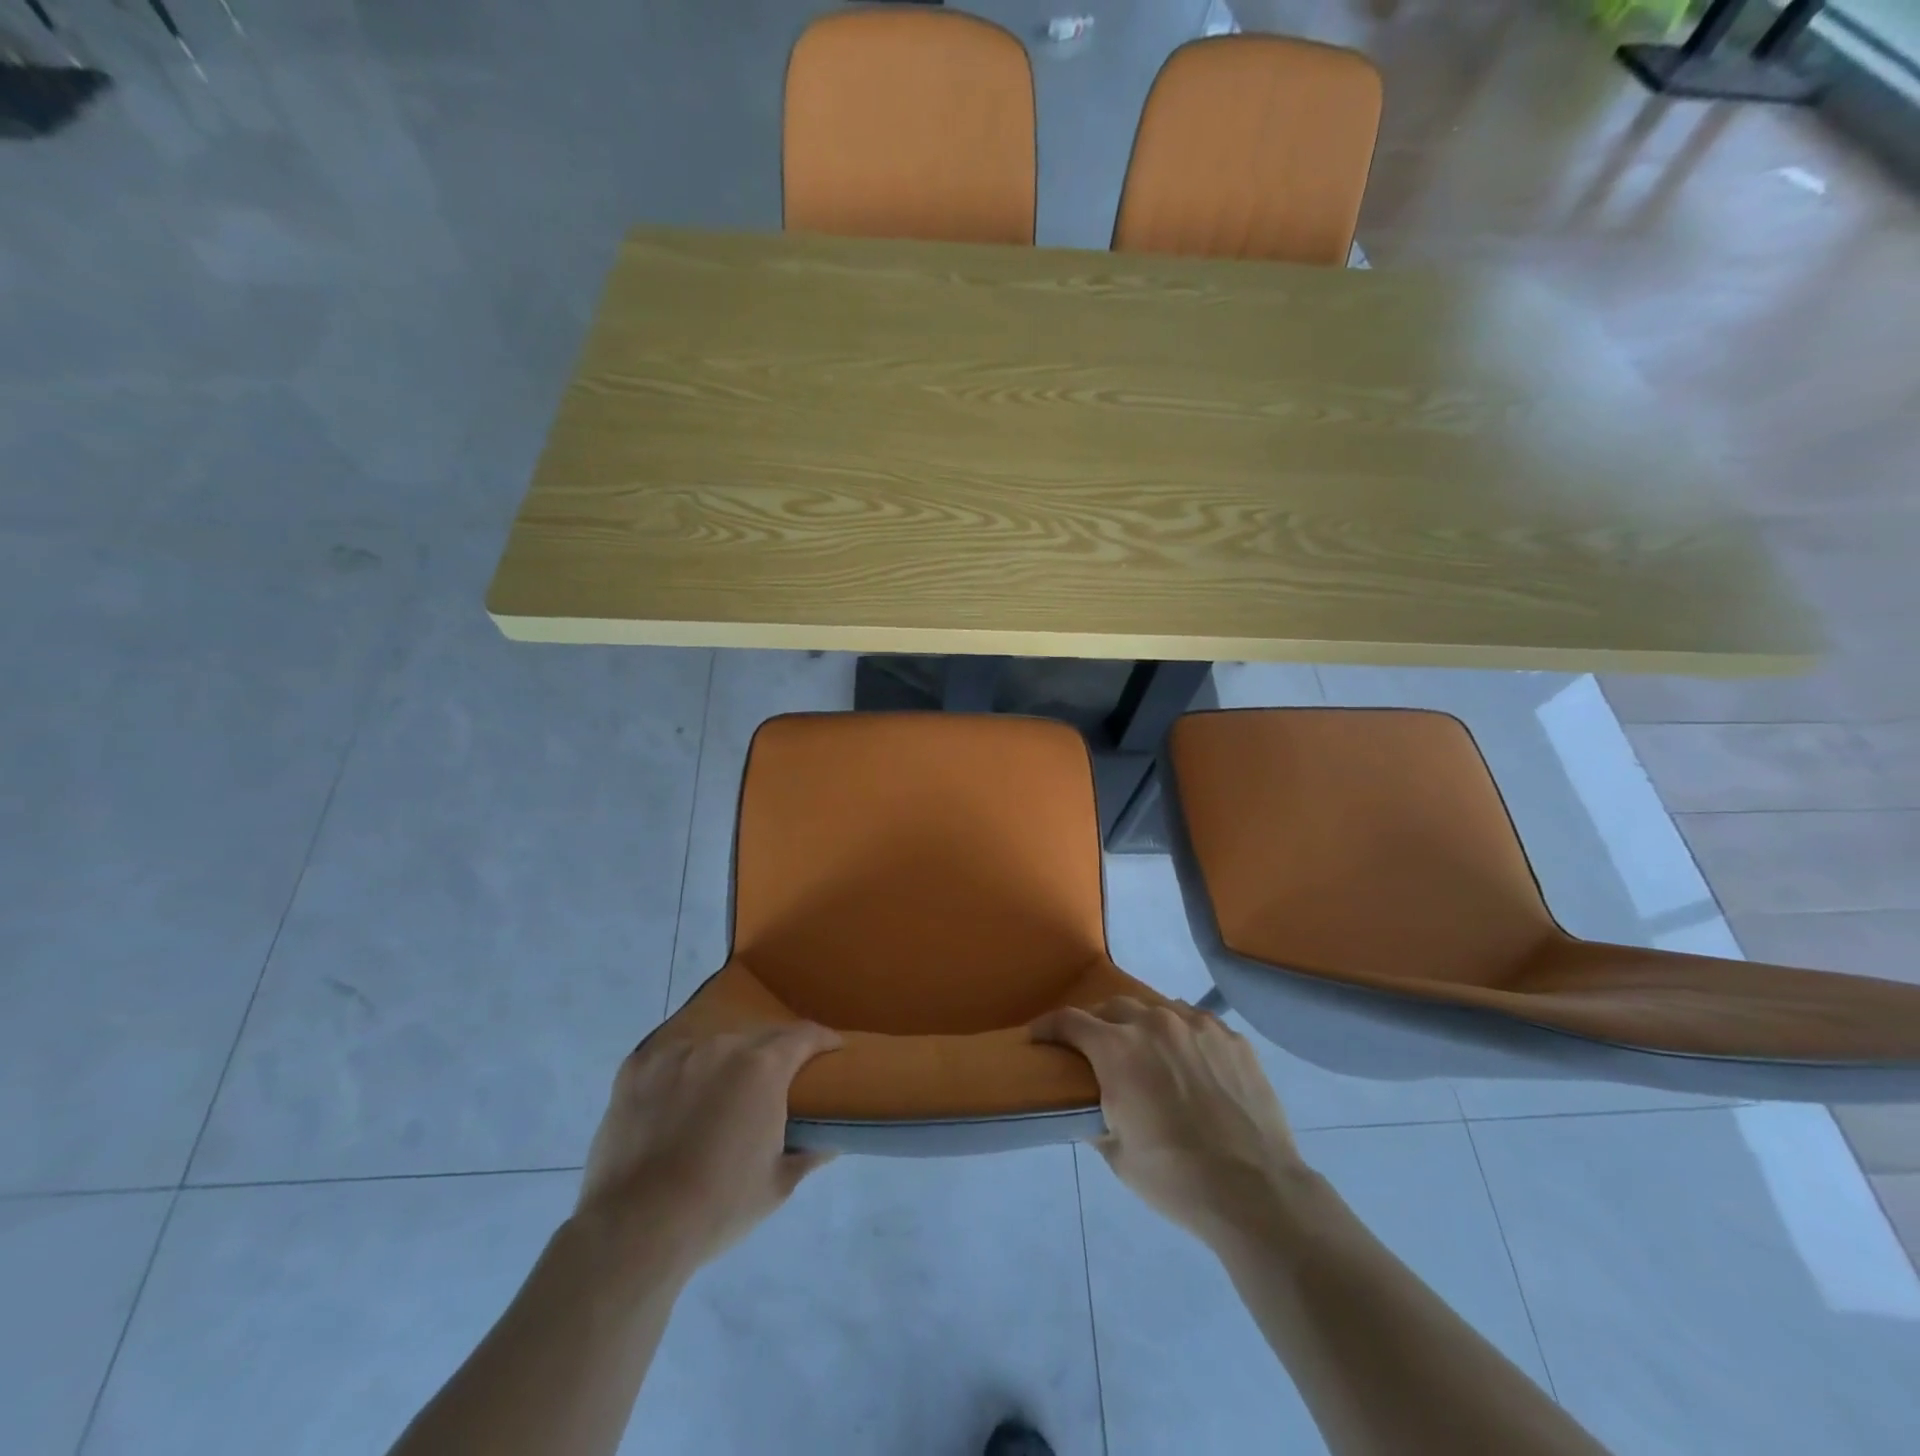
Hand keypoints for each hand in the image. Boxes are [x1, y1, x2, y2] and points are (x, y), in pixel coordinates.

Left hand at [575, 1023, 842, 1277]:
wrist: (636, 1230)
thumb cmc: (719, 1207)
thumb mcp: (777, 1185)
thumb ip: (808, 1154)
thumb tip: (829, 1142)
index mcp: (763, 1067)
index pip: (804, 1035)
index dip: (823, 1040)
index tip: (833, 1050)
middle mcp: (722, 1046)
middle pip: (758, 1037)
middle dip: (773, 1054)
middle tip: (775, 1084)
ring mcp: (676, 1053)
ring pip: (713, 1046)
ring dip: (725, 1063)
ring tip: (719, 1094)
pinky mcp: (637, 1068)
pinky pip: (671, 1058)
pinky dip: (681, 1072)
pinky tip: (676, 1099)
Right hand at [1032, 997, 1308, 1247]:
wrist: (1255, 1191)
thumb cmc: (1175, 1178)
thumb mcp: (1118, 1156)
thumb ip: (1095, 1120)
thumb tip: (1088, 1108)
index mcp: (1117, 1049)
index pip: (1070, 1021)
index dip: (1048, 1026)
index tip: (1038, 1036)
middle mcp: (1154, 1023)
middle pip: (1113, 1007)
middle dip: (1097, 1023)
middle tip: (1095, 1048)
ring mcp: (1197, 1026)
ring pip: (1156, 1009)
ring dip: (1141, 1025)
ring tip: (1145, 1052)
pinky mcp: (1231, 1037)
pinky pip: (1195, 1023)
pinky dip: (1181, 1034)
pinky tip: (1188, 1061)